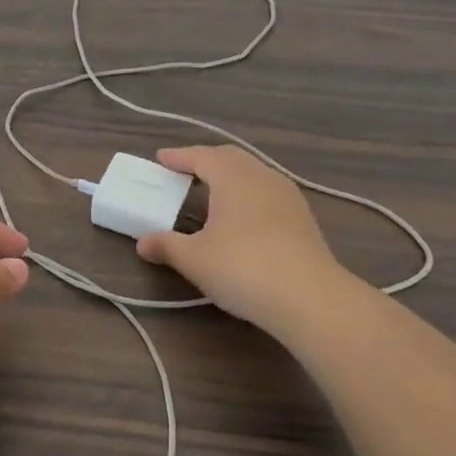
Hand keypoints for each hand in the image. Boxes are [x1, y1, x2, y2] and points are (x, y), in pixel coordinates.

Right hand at [135, 146, 352, 335]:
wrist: (311, 299)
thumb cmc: (243, 268)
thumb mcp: (194, 259)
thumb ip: (166, 246)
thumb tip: (143, 243)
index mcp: (233, 177)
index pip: (201, 156)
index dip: (178, 157)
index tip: (160, 160)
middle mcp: (262, 177)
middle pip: (230, 158)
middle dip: (205, 161)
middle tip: (183, 172)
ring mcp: (288, 197)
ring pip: (253, 174)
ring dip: (229, 177)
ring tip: (211, 193)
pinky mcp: (303, 219)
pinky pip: (267, 193)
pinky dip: (247, 195)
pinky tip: (241, 217)